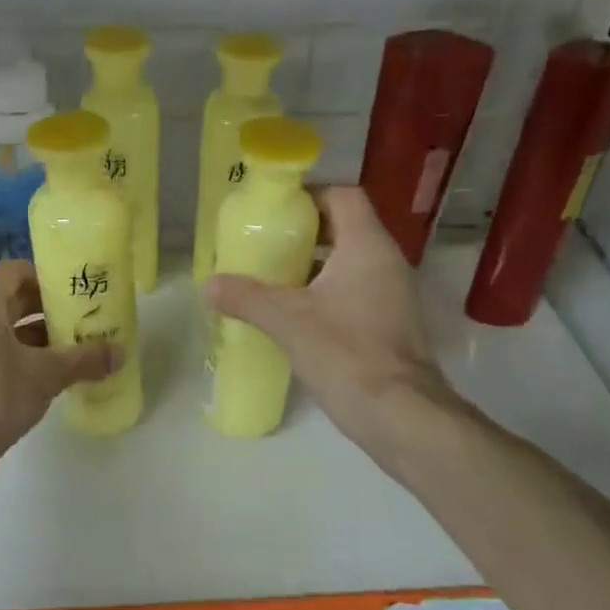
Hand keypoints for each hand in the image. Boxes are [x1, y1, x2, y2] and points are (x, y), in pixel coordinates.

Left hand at [0, 260, 120, 463]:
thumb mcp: (46, 375)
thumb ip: (84, 360)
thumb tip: (120, 352)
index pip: (14, 271)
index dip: (46, 278)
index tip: (76, 294)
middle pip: (13, 302)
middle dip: (50, 311)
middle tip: (86, 323)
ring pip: (7, 334)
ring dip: (41, 340)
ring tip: (78, 353)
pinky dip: (26, 363)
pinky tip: (54, 381)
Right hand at [206, 186, 462, 457]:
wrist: (400, 413)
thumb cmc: (346, 353)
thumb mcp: (288, 321)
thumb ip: (247, 298)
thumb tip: (209, 285)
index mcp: (367, 246)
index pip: (343, 196)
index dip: (309, 196)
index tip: (275, 212)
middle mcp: (387, 261)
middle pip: (345, 227)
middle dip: (305, 233)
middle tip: (266, 246)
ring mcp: (393, 294)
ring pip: (350, 262)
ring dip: (314, 265)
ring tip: (274, 278)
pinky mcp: (391, 323)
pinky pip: (356, 290)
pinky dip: (327, 292)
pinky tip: (297, 315)